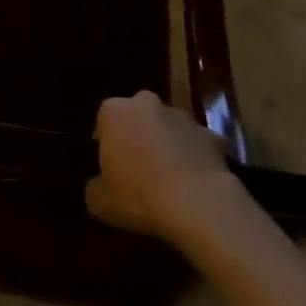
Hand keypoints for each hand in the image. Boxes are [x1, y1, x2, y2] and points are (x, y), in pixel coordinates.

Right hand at [86, 91, 237, 242]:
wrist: (196, 203)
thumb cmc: (138, 195)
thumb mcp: (99, 201)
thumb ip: (94, 187)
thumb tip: (98, 185)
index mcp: (113, 111)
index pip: (103, 122)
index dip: (106, 146)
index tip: (110, 169)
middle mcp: (145, 103)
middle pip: (137, 118)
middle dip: (137, 137)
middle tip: (138, 171)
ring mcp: (181, 116)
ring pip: (168, 128)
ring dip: (167, 145)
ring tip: (169, 180)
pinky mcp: (211, 134)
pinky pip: (197, 146)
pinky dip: (195, 159)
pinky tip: (195, 185)